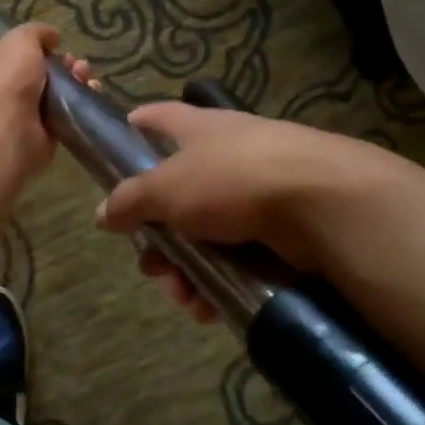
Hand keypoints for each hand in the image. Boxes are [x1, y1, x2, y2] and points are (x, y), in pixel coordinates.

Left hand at [0, 22, 97, 180]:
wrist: (9, 128)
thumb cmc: (7, 78)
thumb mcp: (21, 40)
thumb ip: (37, 32)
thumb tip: (53, 36)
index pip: (14, 54)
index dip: (38, 48)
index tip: (58, 46)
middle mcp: (3, 90)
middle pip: (40, 73)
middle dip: (63, 65)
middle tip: (78, 64)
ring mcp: (22, 115)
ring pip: (55, 94)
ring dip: (74, 82)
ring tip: (86, 77)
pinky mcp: (42, 135)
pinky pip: (64, 116)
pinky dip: (79, 105)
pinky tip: (91, 93)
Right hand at [95, 102, 375, 320]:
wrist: (322, 203)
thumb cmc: (232, 179)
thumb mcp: (167, 187)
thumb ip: (130, 200)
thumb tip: (103, 213)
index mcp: (201, 130)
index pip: (160, 117)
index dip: (137, 127)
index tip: (117, 144)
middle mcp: (228, 156)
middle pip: (177, 195)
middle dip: (158, 237)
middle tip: (152, 266)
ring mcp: (256, 193)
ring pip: (205, 235)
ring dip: (187, 269)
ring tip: (183, 297)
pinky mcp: (280, 231)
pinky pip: (236, 259)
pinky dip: (219, 281)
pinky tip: (209, 306)